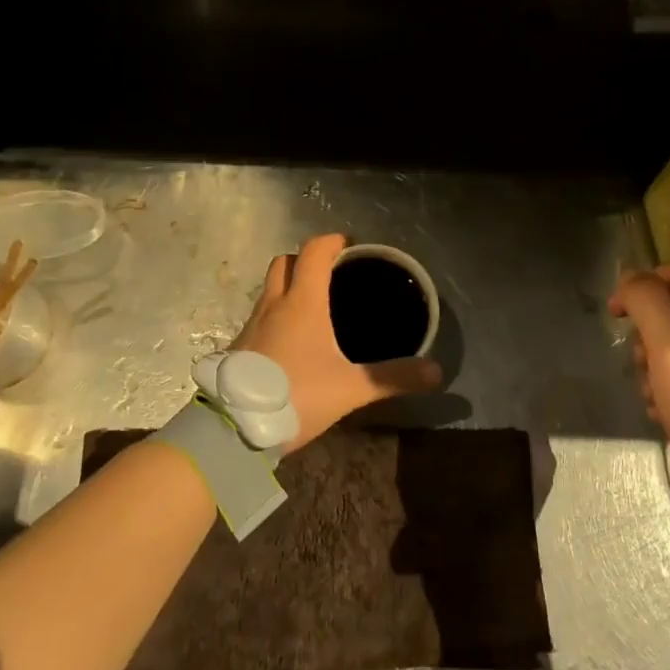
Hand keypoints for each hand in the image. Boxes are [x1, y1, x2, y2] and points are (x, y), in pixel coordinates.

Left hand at [232, 234, 442, 449]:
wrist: (234, 428)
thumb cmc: (296, 395)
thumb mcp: (350, 389)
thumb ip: (392, 378)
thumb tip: (436, 372)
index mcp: (302, 303)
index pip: (313, 252)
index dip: (331, 241)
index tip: (348, 244)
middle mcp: (273, 304)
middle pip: (284, 262)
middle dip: (305, 259)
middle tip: (330, 273)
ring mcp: (251, 324)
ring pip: (269, 288)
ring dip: (288, 286)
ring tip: (314, 306)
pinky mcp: (239, 346)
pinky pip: (260, 315)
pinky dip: (277, 314)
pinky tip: (291, 340)